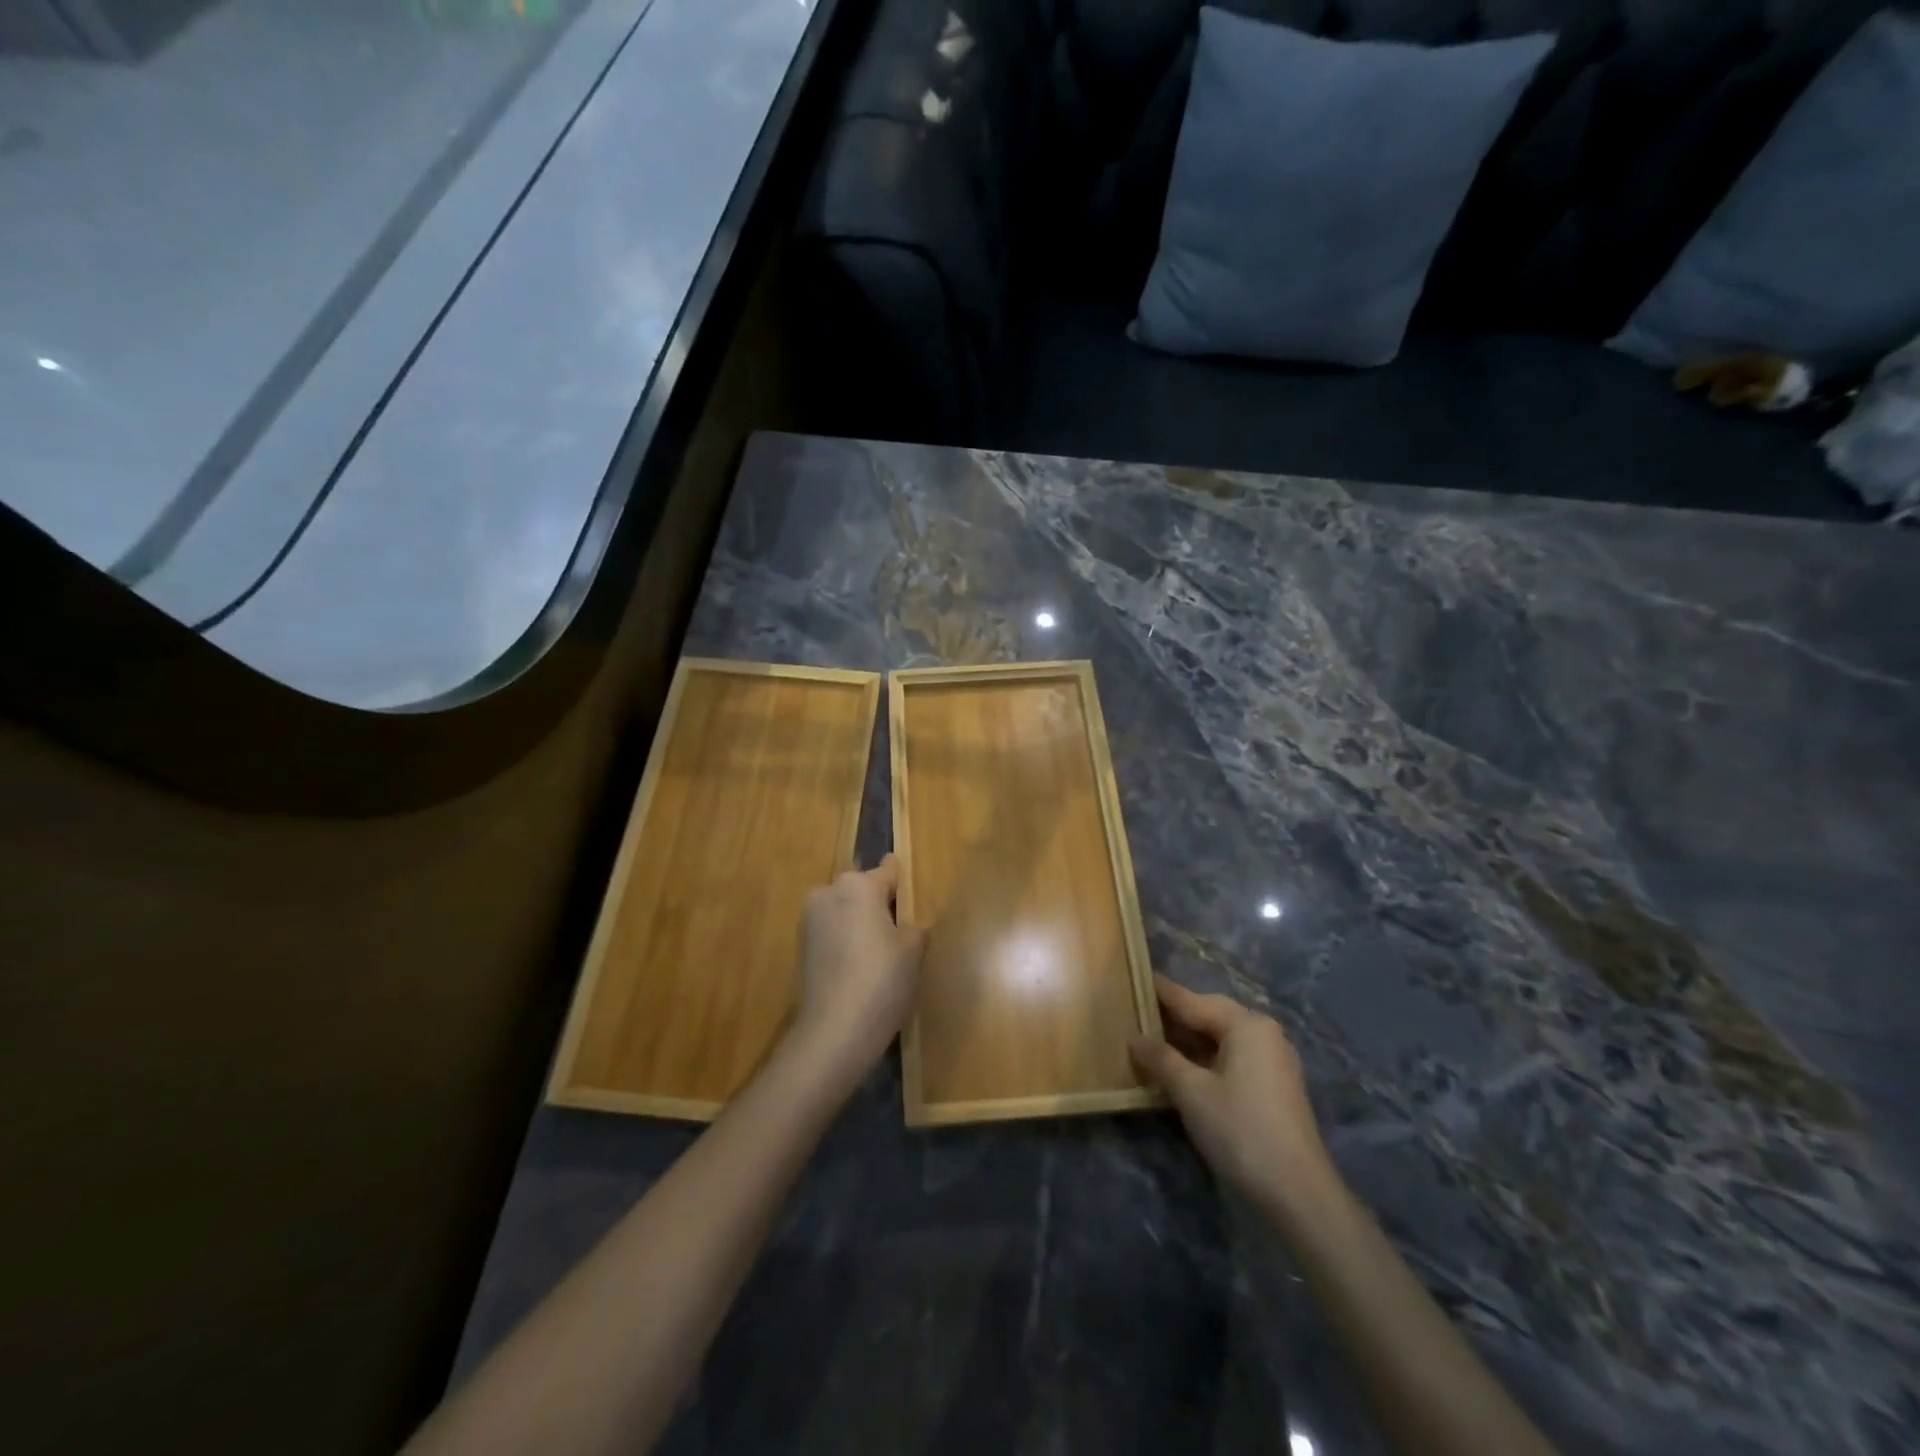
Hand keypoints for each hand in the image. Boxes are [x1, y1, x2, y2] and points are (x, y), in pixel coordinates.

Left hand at [790, 855, 926, 1089]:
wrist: (833, 1032)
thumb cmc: (882, 981)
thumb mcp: (914, 950)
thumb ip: (913, 926)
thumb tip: (905, 925)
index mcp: (859, 885)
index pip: (888, 871)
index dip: (903, 882)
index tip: (912, 891)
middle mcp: (829, 892)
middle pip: (863, 889)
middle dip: (879, 903)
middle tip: (901, 930)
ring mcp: (810, 920)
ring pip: (845, 911)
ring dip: (860, 922)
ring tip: (881, 953)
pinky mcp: (801, 946)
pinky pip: (832, 932)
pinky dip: (846, 941)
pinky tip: (860, 967)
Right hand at [1131, 975, 1337, 1222]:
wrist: (1298, 1193)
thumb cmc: (1240, 1130)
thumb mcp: (1191, 1092)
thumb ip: (1161, 1059)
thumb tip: (1136, 1039)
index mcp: (1246, 1024)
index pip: (1193, 1001)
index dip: (1162, 993)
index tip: (1136, 978)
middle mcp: (1264, 1033)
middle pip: (1211, 1016)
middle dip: (1175, 1016)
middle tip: (1139, 1011)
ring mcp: (1274, 1060)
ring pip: (1222, 1039)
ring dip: (1190, 1040)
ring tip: (1154, 1040)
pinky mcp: (1276, 1086)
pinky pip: (1233, 1058)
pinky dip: (1207, 1058)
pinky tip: (1184, 1069)